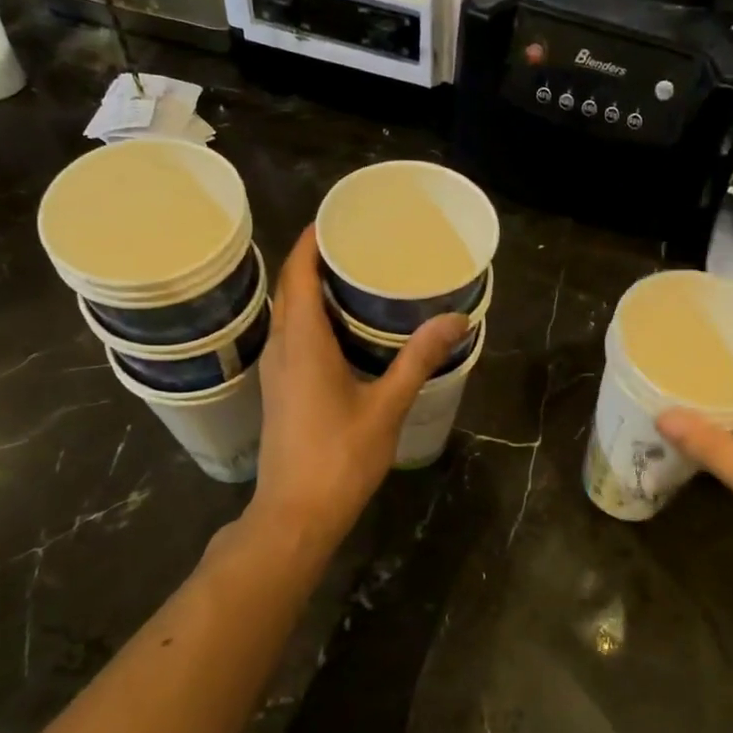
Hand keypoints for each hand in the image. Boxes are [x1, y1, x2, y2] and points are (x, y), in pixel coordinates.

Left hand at [250, 226, 465, 548]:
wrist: (295, 514)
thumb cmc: (340, 458)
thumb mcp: (387, 406)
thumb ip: (418, 359)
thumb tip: (456, 319)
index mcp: (302, 341)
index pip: (298, 271)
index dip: (313, 239)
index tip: (343, 217)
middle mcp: (281, 346)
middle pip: (292, 287)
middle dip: (320, 259)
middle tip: (363, 244)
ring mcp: (276, 369)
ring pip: (291, 313)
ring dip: (315, 289)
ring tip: (359, 278)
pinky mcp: (280, 389)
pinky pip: (293, 336)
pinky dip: (314, 318)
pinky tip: (347, 329)